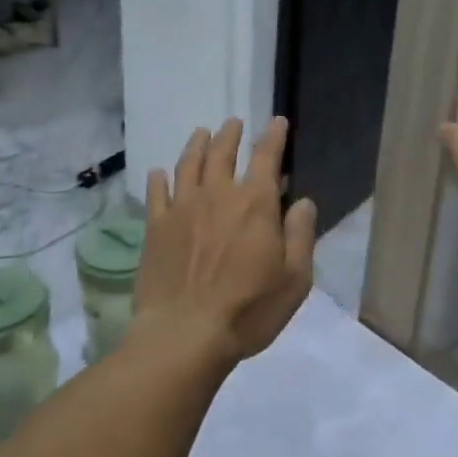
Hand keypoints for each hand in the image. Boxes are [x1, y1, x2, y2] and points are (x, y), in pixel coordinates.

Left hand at [134, 118, 317, 365]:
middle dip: (230, 134)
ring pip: (188, 165)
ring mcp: (181, 209)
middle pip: (222, 153)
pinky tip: (159, 173)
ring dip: (196, 145)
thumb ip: (300, 235)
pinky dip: (159, 179)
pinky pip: (156, 193)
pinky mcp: (155, 228)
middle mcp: (217, 196)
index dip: (273, 137)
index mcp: (255, 204)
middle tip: (232, 122)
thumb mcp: (294, 279)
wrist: (185, 334)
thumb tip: (302, 201)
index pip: (266, 157)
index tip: (277, 121)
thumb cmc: (249, 309)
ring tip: (201, 133)